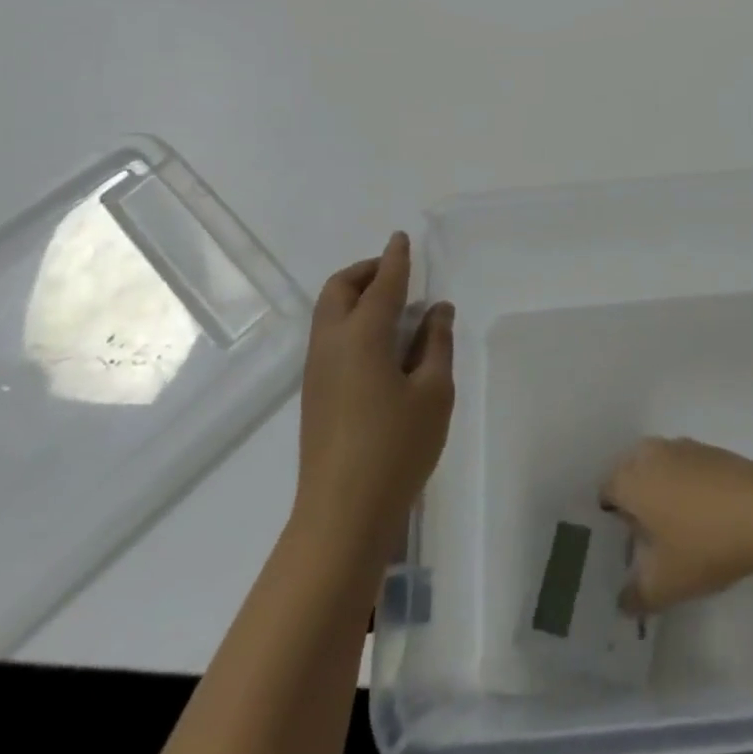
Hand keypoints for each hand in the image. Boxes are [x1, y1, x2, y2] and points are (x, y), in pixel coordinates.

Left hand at [295, 231, 454, 552]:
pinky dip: (351, 321)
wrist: (342, 515)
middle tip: (397, 273)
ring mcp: (317, 371)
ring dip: (356, 296)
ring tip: (393, 307)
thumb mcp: (433, 392)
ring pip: (329, 313)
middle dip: (366, 271)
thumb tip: (437, 310)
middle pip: (339, 289)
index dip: (395, 258)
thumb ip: (436, 343)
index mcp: (362, 336)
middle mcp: (332, 344)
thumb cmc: (397, 447)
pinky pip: (330, 336)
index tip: (402, 238)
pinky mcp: (315, 394)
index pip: (382, 283)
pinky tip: (380, 345)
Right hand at [600, 437, 752, 614]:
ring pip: (659, 467)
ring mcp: (684, 448)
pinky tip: (702, 516)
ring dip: (660, 490)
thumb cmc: (705, 543)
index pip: (606, 491)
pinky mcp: (712, 452)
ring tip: (674, 528)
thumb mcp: (665, 584)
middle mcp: (652, 454)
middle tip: (643, 538)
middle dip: (633, 501)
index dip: (608, 518)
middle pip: (630, 474)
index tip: (619, 545)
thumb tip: (622, 602)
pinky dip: (685, 485)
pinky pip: (685, 467)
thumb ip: (636, 595)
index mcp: (631, 479)